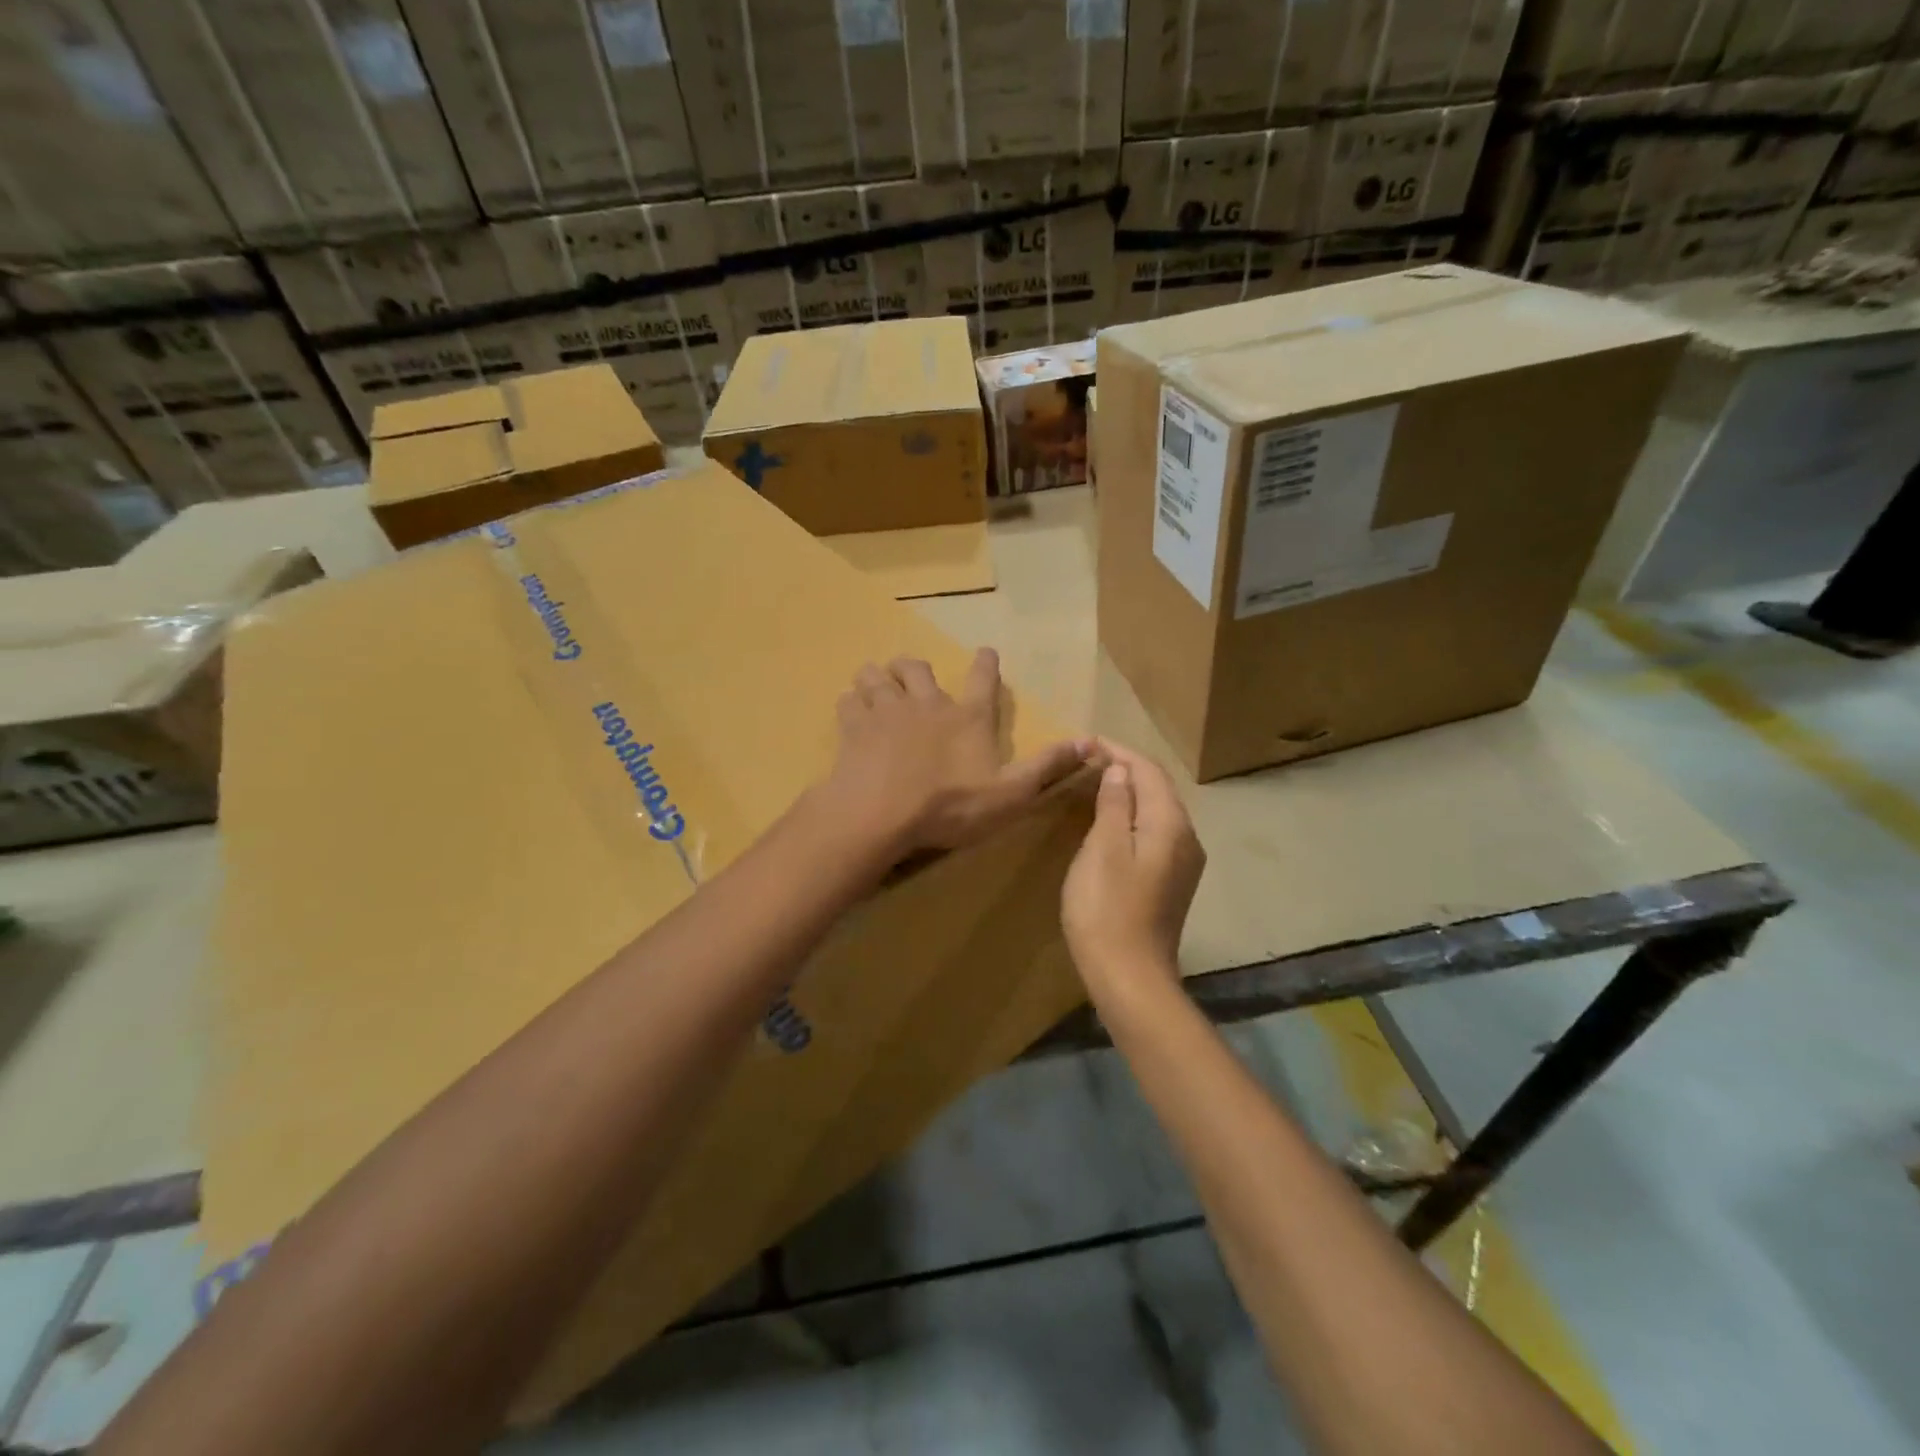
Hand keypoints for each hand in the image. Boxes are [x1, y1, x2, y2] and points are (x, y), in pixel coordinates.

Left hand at [822, 649, 1091, 857]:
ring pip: (878, 677)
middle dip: (916, 668)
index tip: (985, 651)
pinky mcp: (853, 727)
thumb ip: (1047, 766)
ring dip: (878, 678)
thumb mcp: (1010, 793)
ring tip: (877, 684)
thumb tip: (1093, 742)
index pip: (983, 680)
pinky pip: (849, 701)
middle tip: (914, 675)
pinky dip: (851, 702)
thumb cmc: (950, 805)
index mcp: (967, 718)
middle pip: (918, 668)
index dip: (986, 664)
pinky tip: (852, 711)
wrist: (881, 813)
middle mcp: (927, 704)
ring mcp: (886, 711)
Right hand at [1061, 742, 1205, 993]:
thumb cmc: (1107, 908)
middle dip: (1126, 768)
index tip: (1088, 742)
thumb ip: (1113, 804)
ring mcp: (1183, 863)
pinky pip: (1155, 833)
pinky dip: (1133, 816)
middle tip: (1089, 759)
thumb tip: (1120, 771)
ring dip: (1129, 792)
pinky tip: (1111, 821)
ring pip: (1157, 811)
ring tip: (1097, 782)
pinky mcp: (1172, 882)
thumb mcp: (1103, 849)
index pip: (1148, 771)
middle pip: (1158, 789)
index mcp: (1170, 824)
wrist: (1129, 976)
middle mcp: (1186, 838)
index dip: (1119, 752)